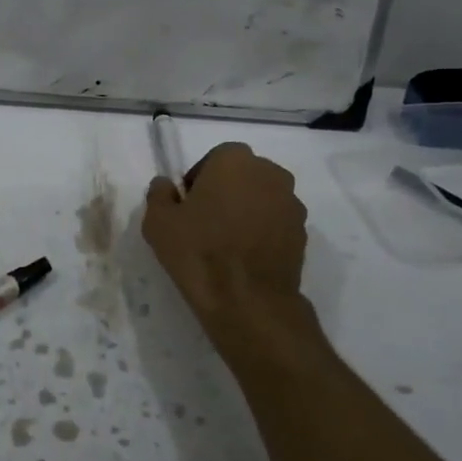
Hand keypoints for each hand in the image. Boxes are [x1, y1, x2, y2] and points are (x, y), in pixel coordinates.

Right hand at [142, 143, 321, 366]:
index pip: (214, 159)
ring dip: (247, 211)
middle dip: (226, 192)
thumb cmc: (199, 251)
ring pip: (262, 199)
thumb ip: (159, 193)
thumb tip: (165, 185)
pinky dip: (263, 232)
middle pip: (242, 176)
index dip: (199, 181)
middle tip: (205, 222)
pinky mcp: (303, 233)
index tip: (187, 206)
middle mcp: (270, 173)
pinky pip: (276, 223)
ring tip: (227, 243)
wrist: (248, 301)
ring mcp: (291, 203)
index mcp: (234, 160)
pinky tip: (245, 258)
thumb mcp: (158, 221)